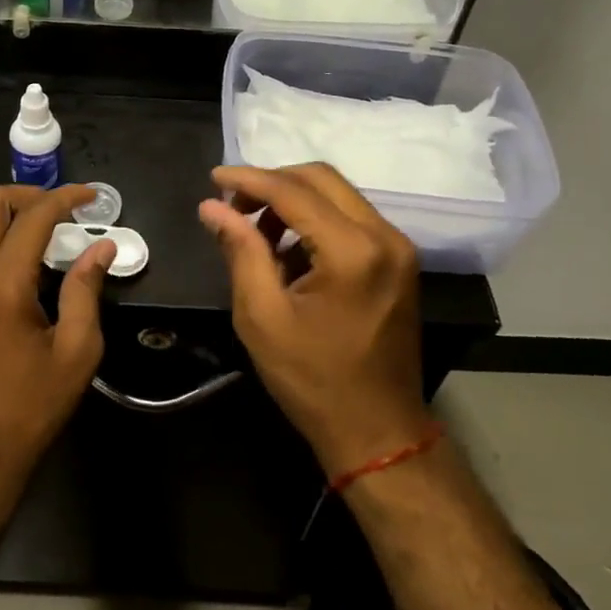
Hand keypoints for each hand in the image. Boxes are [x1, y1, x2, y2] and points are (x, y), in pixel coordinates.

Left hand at [0, 184, 114, 501]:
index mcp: (3, 284)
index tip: (90, 196)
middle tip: (55, 211)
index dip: (65, 198)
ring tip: (16, 227)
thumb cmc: (29, 407)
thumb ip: (86, 291)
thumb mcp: (75, 353)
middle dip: (25, 195)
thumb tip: (101, 248)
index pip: (34, 217)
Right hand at [199, 164, 431, 478]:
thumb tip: (212, 206)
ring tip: (254, 231)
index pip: (294, 192)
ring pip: (337, 195)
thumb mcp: (262, 317)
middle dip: (272, 183)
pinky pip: (351, 218)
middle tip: (233, 206)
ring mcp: (397, 247)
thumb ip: (240, 251)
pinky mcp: (398, 260)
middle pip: (321, 179)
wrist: (378, 431)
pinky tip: (287, 250)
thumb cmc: (313, 381)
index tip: (213, 177)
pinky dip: (315, 219)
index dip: (249, 179)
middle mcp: (384, 236)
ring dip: (293, 200)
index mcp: (353, 251)